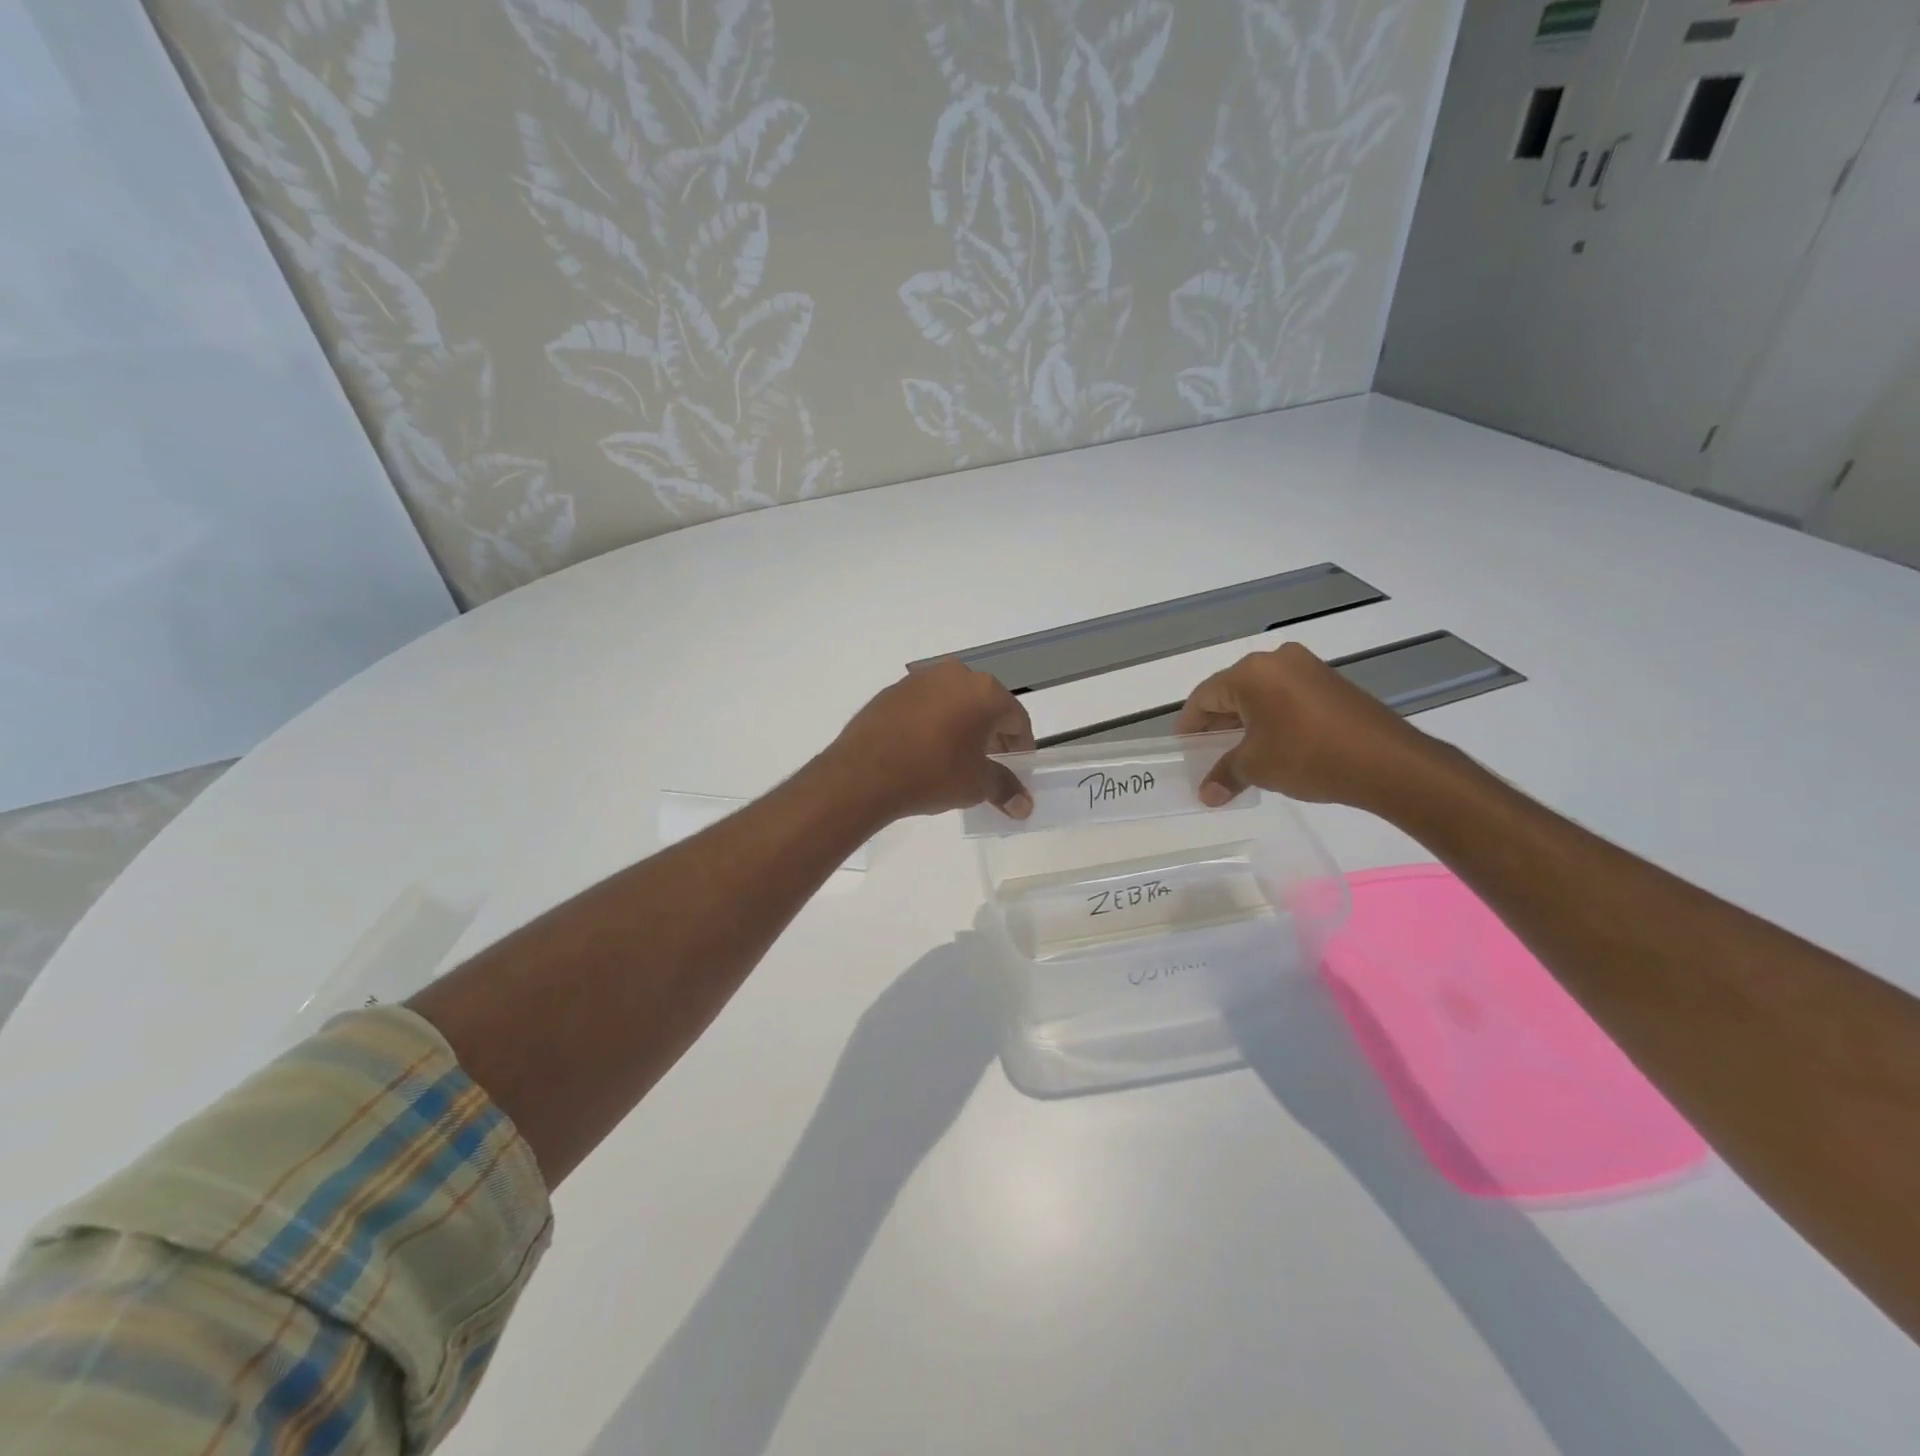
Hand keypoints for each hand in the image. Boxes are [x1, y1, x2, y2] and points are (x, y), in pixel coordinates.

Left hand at [826, 660, 1035, 820]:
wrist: (864, 773)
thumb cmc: (933, 773)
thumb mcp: (976, 785)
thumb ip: (1005, 788)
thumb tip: (1024, 806)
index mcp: (985, 691)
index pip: (1016, 719)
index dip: (1021, 746)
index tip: (1017, 768)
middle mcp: (956, 674)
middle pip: (986, 705)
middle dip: (992, 734)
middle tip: (989, 763)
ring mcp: (921, 678)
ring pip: (955, 701)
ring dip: (962, 725)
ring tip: (955, 757)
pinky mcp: (893, 689)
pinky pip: (926, 704)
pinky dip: (933, 721)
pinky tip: (925, 748)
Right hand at [1174, 642, 1433, 808]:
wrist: (1387, 763)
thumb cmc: (1307, 756)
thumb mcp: (1256, 767)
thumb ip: (1224, 775)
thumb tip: (1206, 795)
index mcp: (1250, 673)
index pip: (1204, 697)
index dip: (1189, 725)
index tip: (1184, 749)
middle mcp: (1277, 660)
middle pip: (1232, 692)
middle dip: (1217, 725)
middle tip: (1207, 755)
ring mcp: (1308, 668)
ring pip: (1261, 695)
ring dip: (1245, 723)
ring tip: (1239, 755)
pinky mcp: (1331, 683)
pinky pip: (1287, 697)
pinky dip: (1272, 719)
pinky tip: (1273, 746)